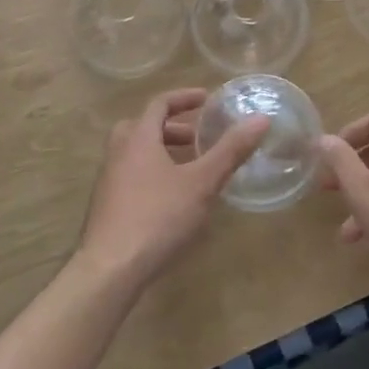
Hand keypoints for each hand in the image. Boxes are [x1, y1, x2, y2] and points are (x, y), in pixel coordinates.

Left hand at [76, 88, 268, 285]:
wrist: (109, 271)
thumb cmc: (157, 217)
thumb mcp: (202, 183)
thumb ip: (230, 150)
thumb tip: (261, 119)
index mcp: (138, 139)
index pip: (159, 104)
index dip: (184, 98)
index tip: (207, 99)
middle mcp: (118, 153)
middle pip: (142, 127)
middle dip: (172, 127)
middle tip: (197, 137)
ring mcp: (108, 182)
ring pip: (135, 153)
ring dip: (162, 152)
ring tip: (190, 169)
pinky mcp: (106, 208)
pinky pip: (131, 177)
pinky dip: (152, 174)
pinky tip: (172, 200)